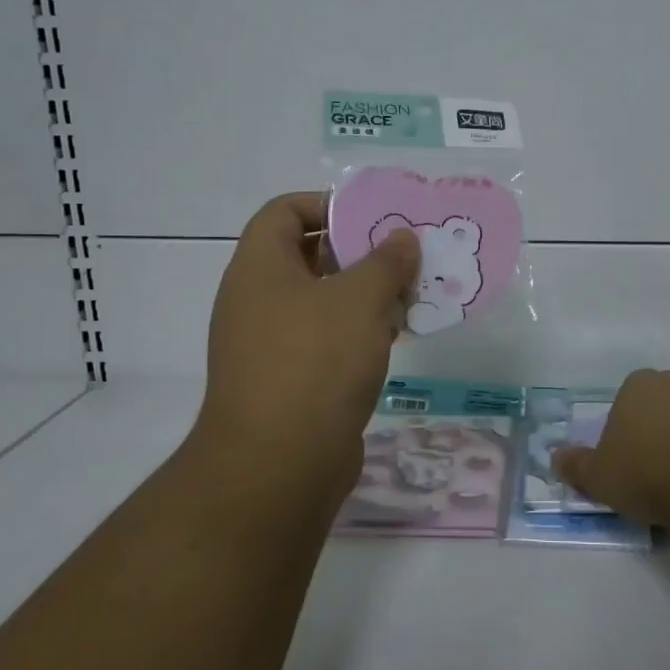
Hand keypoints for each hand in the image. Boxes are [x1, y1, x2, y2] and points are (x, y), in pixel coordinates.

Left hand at [194, 191, 419, 505]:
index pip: (284, 211)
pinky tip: (398, 335)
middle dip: (359, 251)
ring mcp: (271, 344)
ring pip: (323, 301)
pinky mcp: (290, 380)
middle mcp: (258, 300)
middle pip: (308, 255)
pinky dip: (360, 331)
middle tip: (404, 253)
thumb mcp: (360, 299)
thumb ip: (386, 261)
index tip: (372, 216)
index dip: (326, 204)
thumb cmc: (316, 362)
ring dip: (366, 294)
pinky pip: (327, 339)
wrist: (278, 465)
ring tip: (412, 292)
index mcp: (260, 268)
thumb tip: (402, 237)